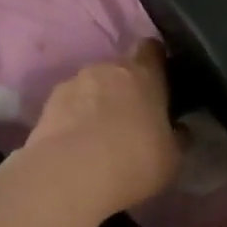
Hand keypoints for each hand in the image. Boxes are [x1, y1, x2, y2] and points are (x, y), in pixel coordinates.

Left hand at [20, 40, 180, 221]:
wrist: (68, 178)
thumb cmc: (133, 161)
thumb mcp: (173, 158)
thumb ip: (177, 137)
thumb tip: (179, 129)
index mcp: (144, 73)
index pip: (152, 48)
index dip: (157, 62)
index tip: (161, 81)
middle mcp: (107, 69)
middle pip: (120, 70)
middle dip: (126, 89)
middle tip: (132, 119)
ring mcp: (73, 83)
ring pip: (91, 87)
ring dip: (97, 103)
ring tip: (99, 136)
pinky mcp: (47, 105)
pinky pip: (68, 105)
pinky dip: (73, 118)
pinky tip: (76, 145)